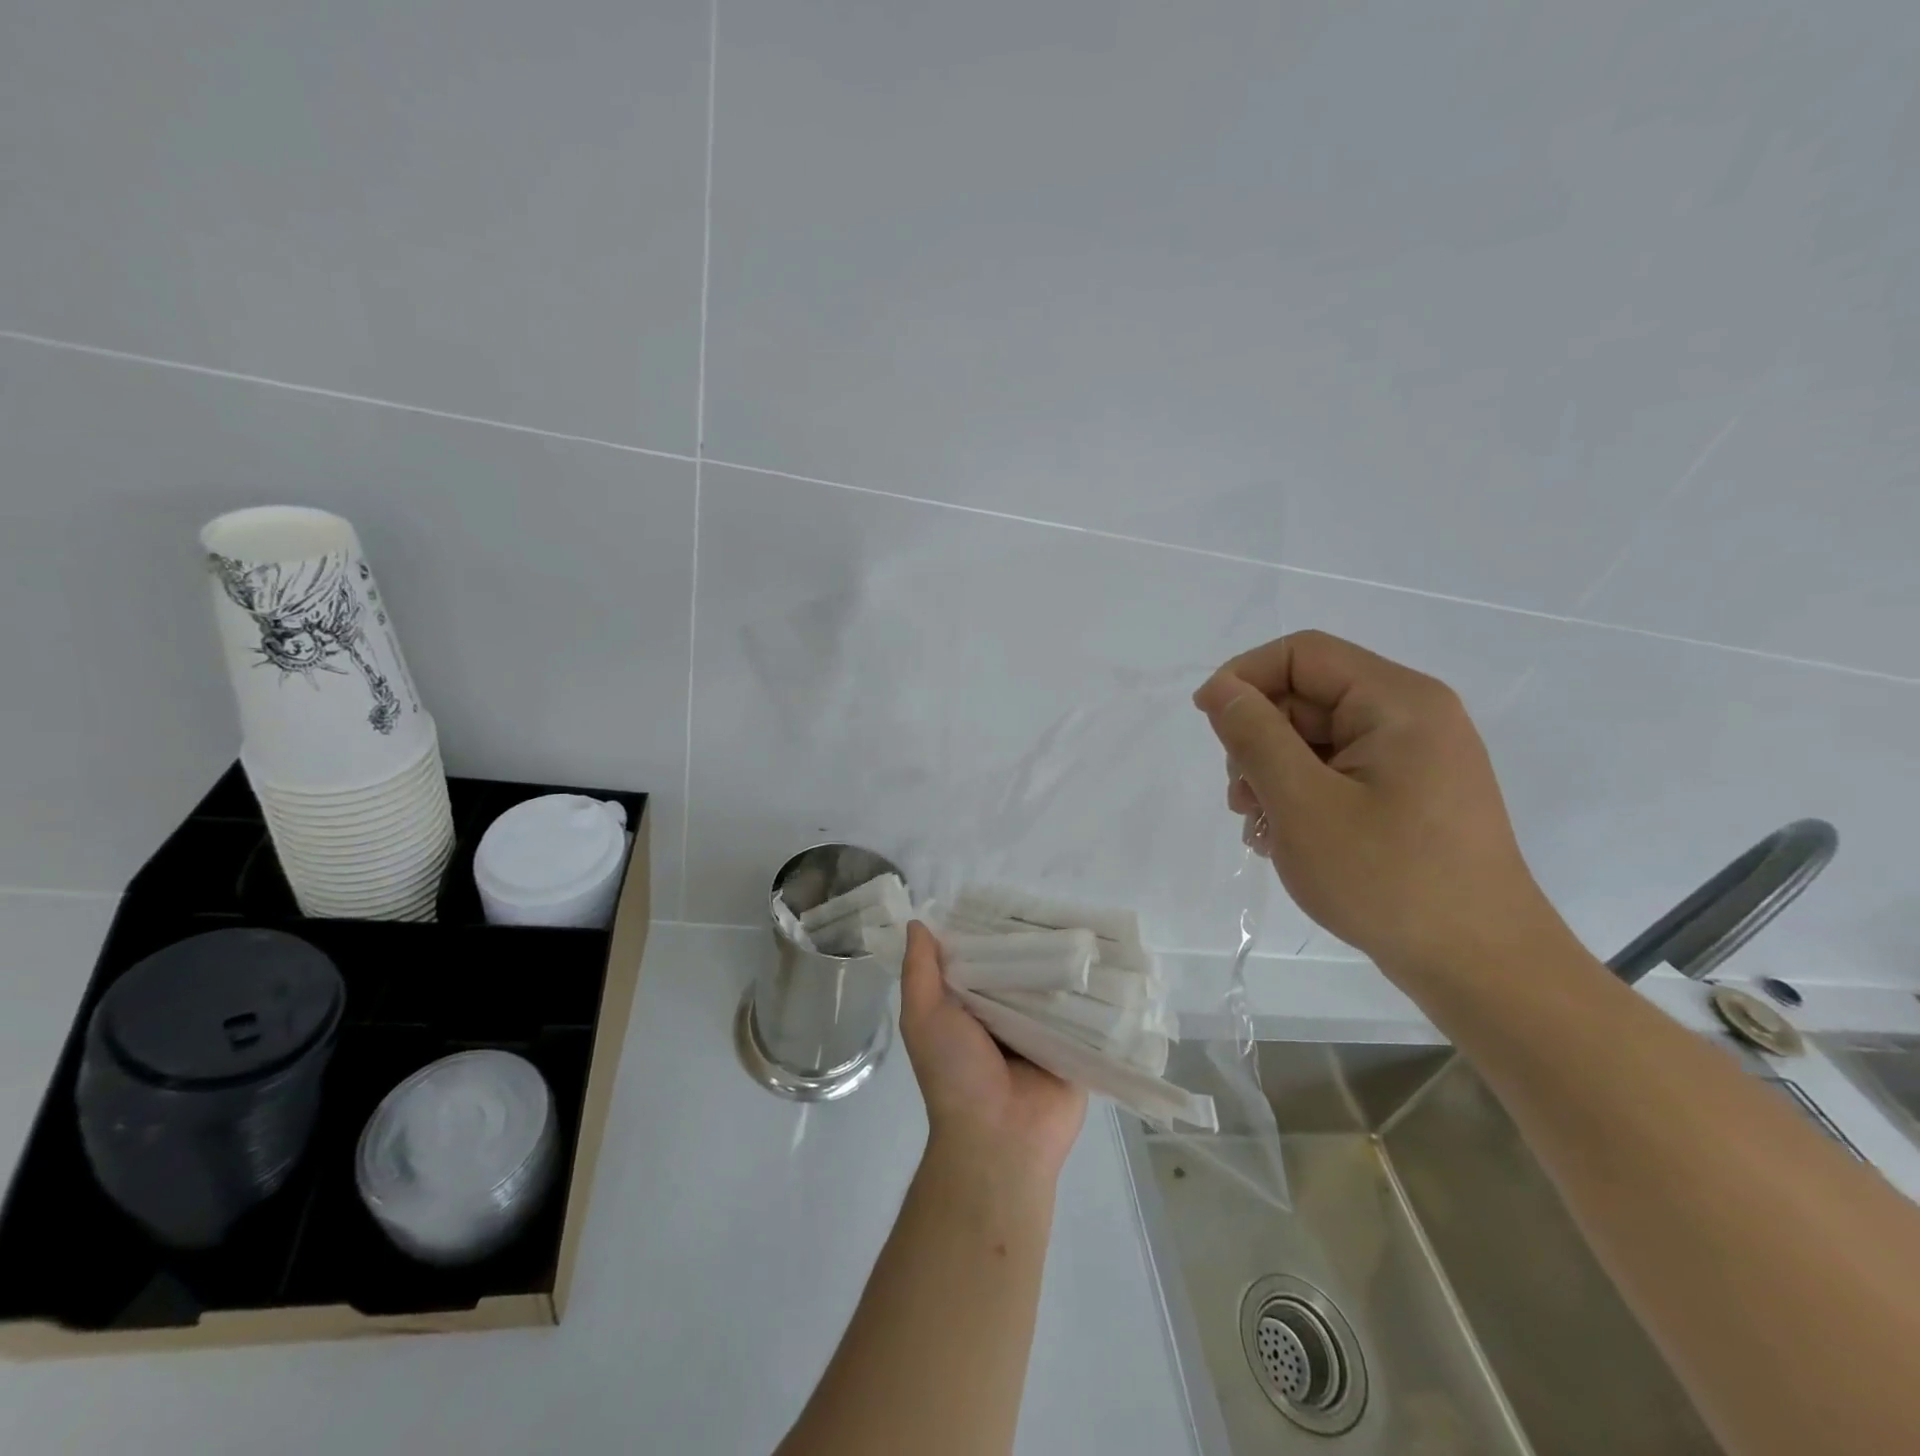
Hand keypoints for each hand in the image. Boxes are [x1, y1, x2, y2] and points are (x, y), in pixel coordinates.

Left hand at [899, 922, 1086, 1183]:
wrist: (999, 1140)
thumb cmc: (954, 1073)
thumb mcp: (923, 1017)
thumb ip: (919, 971)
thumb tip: (917, 922)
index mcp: (969, 1006)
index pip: (980, 956)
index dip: (988, 928)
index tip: (1007, 893)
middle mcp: (1005, 1014)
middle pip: (1020, 967)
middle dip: (1032, 939)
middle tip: (1055, 899)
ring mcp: (1042, 1030)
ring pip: (1053, 984)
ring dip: (1065, 960)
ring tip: (1087, 916)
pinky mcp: (1075, 1045)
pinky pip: (1084, 1010)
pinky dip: (1091, 988)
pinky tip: (1107, 955)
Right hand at [1193, 631, 1563, 979]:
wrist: (1481, 968)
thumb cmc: (1387, 879)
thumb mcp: (1302, 803)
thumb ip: (1254, 736)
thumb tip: (1220, 689)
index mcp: (1397, 702)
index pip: (1302, 654)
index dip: (1244, 677)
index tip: (1207, 724)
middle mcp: (1411, 717)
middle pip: (1307, 698)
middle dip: (1258, 740)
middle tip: (1241, 800)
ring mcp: (1414, 758)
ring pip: (1316, 739)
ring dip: (1272, 774)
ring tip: (1260, 828)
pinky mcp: (1408, 794)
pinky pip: (1337, 772)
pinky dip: (1301, 796)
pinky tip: (1286, 839)